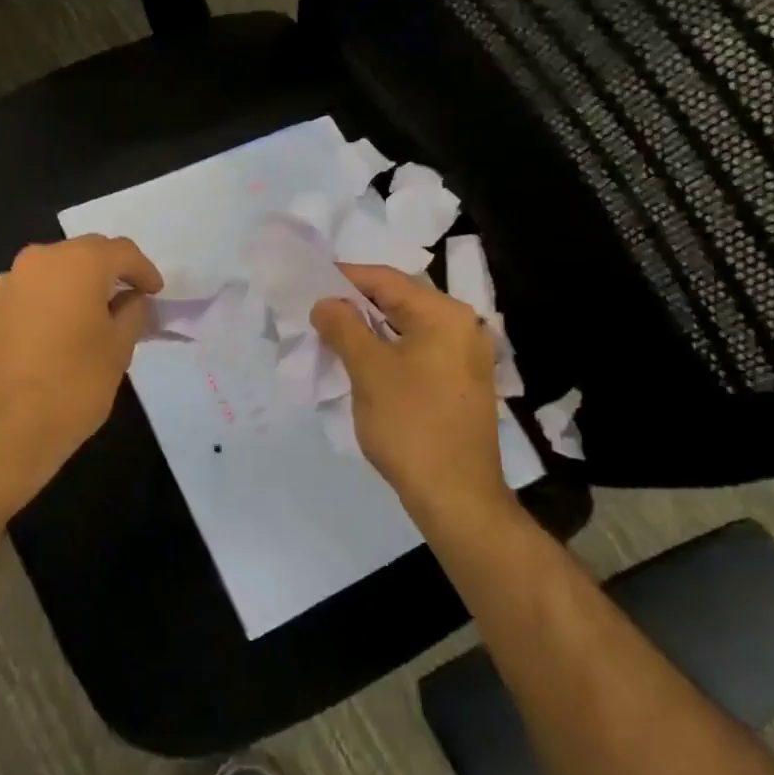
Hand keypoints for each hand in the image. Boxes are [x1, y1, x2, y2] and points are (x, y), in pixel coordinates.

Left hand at [0, 234, 162, 512]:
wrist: (1, 429)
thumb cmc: (73, 385)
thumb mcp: (119, 349)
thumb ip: (133, 313)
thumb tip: (133, 300)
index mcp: (77, 262)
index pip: (122, 251)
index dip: (144, 271)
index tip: (156, 294)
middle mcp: (40, 259)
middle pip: (87, 253)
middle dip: (112, 272)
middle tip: (132, 300)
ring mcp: (10, 281)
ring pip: (58, 270)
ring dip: (81, 284)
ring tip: (99, 316)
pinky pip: (35, 290)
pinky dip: (55, 299)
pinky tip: (65, 329)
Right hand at [311, 263, 513, 524]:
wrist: (457, 496)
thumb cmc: (410, 425)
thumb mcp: (368, 370)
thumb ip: (342, 326)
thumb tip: (325, 303)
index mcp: (443, 314)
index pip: (385, 279)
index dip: (343, 278)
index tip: (307, 284)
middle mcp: (462, 326)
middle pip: (398, 299)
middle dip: (354, 304)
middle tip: (316, 312)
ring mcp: (465, 356)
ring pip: (406, 327)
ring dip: (368, 328)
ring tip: (331, 336)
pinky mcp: (460, 382)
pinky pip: (417, 350)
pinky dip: (387, 349)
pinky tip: (360, 362)